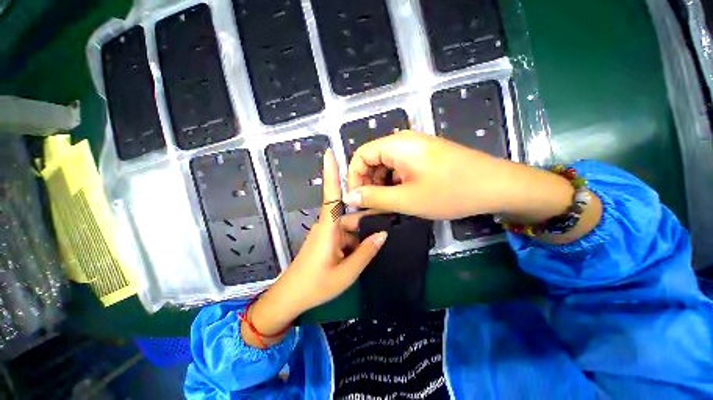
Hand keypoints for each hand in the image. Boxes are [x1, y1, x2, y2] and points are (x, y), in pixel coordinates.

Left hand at [242, 149, 386, 347]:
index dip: (331, 173)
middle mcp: (327, 226)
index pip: (331, 195)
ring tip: (377, 246)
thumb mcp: (346, 272)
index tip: (329, 152)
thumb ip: (366, 252)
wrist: (290, 299)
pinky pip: (345, 236)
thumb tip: (383, 234)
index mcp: (329, 228)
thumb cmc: (316, 285)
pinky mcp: (326, 242)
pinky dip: (355, 243)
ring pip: (350, 228)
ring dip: (361, 237)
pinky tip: (364, 253)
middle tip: (388, 228)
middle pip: (351, 216)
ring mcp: (326, 235)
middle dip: (367, 223)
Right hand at [344, 130, 509, 218]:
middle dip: (368, 182)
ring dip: (381, 184)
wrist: (497, 186)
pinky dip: (395, 182)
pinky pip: (400, 167)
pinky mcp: (425, 156)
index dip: (354, 177)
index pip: (360, 155)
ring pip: (386, 165)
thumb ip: (373, 198)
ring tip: (387, 203)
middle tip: (372, 205)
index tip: (357, 199)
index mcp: (396, 145)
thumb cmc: (450, 192)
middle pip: (373, 159)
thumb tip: (349, 197)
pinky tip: (401, 196)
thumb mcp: (406, 199)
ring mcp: (416, 148)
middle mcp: (404, 141)